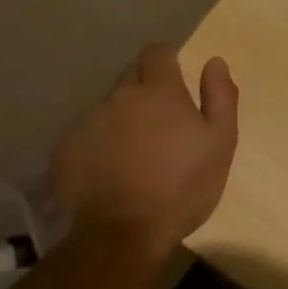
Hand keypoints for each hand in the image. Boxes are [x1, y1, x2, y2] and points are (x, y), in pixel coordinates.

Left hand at [51, 45, 238, 256]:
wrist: (123, 235)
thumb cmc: (182, 187)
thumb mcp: (220, 142)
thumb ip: (220, 96)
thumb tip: (214, 62)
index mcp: (158, 90)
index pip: (156, 53)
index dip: (165, 63)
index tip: (174, 84)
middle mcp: (119, 95)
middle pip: (130, 78)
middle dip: (143, 92)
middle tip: (158, 126)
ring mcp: (89, 121)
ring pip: (107, 106)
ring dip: (120, 119)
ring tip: (132, 154)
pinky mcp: (66, 148)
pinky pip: (86, 133)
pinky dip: (98, 143)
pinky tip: (108, 170)